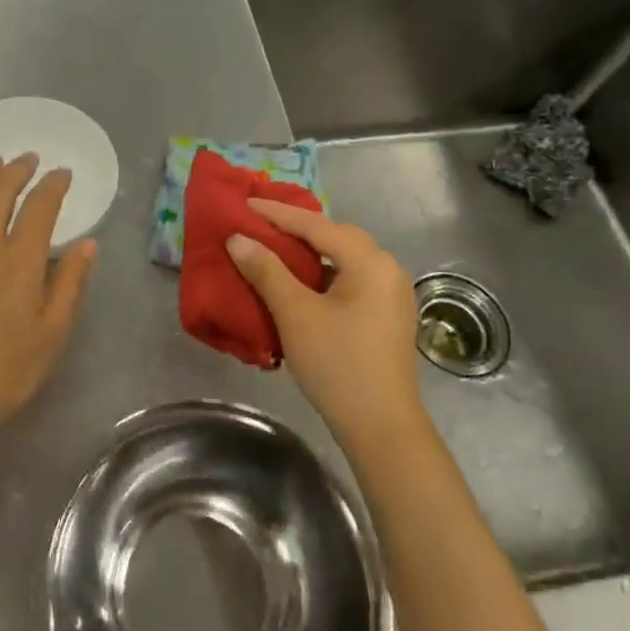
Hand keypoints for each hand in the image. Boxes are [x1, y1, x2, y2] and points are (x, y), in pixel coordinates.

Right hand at [227, 199, 422, 444]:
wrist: (381, 427)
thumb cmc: (337, 364)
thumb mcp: (295, 314)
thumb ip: (266, 271)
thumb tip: (238, 239)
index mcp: (370, 262)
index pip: (316, 225)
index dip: (277, 214)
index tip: (244, 203)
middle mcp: (387, 269)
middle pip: (335, 237)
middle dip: (296, 228)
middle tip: (259, 222)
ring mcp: (392, 294)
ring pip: (344, 259)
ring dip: (310, 253)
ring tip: (275, 249)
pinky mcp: (388, 316)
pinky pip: (351, 280)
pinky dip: (323, 274)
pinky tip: (301, 283)